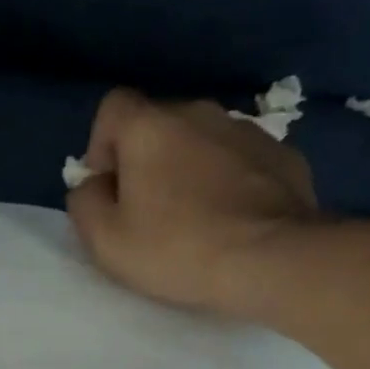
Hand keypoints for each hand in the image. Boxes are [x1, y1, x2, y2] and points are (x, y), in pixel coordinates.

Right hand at [67, 88, 323, 319]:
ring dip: (190, 169)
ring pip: (202, 142)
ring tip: (196, 219)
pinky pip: (241, 162)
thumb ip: (84, 202)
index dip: (102, 144)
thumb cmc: (177, 248)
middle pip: (159, 125)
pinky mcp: (285, 156)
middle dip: (146, 160)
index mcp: (150, 126)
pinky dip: (230, 182)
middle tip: (149, 212)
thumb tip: (95, 185)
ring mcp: (248, 131)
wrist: (273, 261)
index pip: (113, 107)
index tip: (110, 186)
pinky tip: (233, 221)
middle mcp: (200, 113)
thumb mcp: (105, 239)